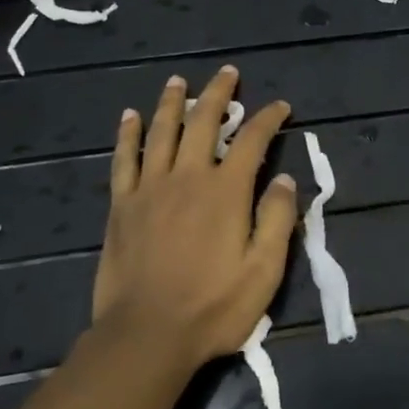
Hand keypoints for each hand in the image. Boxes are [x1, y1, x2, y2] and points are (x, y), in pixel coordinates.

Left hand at [90, 67, 298, 372]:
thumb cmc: (213, 307)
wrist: (147, 335)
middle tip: (228, 74)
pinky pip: (124, 159)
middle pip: (204, 122)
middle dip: (218, 94)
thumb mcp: (264, 271)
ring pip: (161, 131)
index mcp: (226, 191)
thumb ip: (277, 219)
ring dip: (172, 102)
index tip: (280, 107)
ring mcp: (150, 188)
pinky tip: (130, 117)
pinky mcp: (122, 205)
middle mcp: (188, 177)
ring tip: (178, 80)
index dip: (268, 119)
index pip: (252, 140)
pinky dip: (128, 134)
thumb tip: (285, 179)